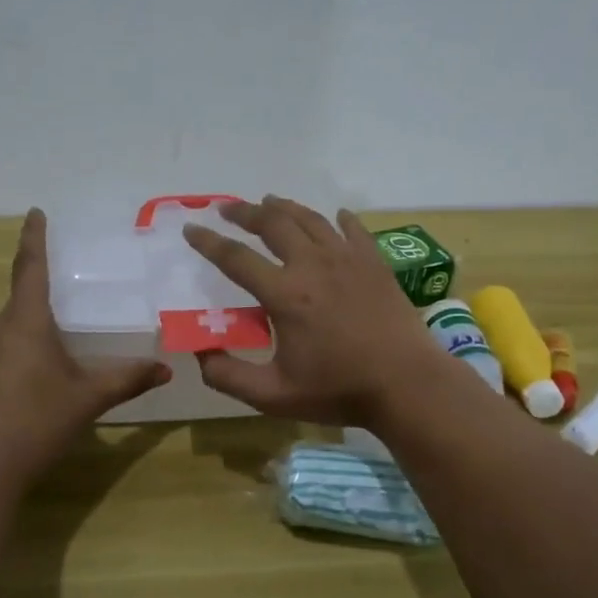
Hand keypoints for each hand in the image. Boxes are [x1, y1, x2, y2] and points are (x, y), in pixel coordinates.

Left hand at [0, 209, 170, 494]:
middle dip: (44, 301)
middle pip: (22, 304)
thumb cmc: (36, 424)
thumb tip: (167, 369)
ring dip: (31, 336)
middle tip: (73, 308)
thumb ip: (127, 379)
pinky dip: (14, 359)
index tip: (35, 212)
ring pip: (8, 332)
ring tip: (56, 358)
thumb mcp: (88, 399)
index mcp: (25, 322)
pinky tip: (29, 389)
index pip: (29, 267)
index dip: (34, 237)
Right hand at [182, 197, 447, 425]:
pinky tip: (335, 215)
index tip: (191, 229)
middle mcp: (312, 265)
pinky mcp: (374, 263)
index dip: (209, 242)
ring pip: (310, 219)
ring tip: (269, 202)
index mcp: (284, 294)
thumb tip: (199, 352)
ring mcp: (348, 259)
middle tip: (227, 208)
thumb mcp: (272, 395)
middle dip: (245, 212)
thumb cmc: (338, 390)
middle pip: (273, 224)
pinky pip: (353, 230)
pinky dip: (339, 219)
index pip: (236, 258)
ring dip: (285, 208)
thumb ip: (228, 376)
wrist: (406, 384)